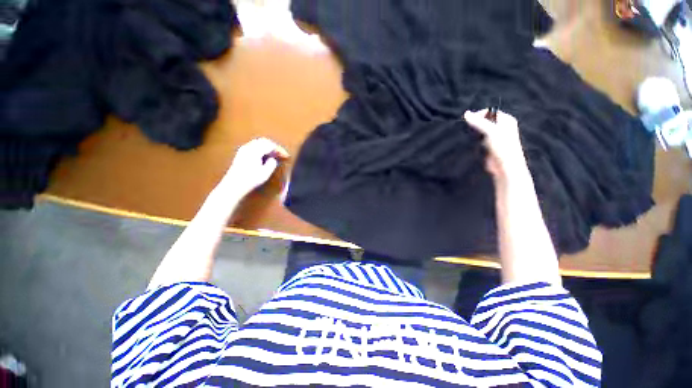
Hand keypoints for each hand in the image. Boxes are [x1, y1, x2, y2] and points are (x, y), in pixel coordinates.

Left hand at [221, 138, 288, 197]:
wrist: (233, 185)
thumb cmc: (250, 180)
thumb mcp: (265, 173)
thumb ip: (271, 164)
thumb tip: (273, 159)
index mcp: (254, 151)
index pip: (270, 145)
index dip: (279, 150)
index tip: (286, 156)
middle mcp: (248, 148)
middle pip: (263, 141)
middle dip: (274, 147)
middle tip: (281, 154)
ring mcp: (243, 150)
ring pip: (258, 143)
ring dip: (267, 148)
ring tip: (274, 155)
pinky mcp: (240, 154)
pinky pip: (253, 147)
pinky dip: (261, 149)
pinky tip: (264, 157)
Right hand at [464, 109, 527, 180]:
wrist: (504, 167)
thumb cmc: (502, 147)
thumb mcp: (490, 131)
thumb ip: (478, 122)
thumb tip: (466, 113)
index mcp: (506, 120)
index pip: (489, 112)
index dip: (479, 115)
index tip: (469, 121)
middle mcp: (501, 127)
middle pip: (484, 121)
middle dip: (475, 124)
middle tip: (469, 129)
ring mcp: (495, 137)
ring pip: (480, 131)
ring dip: (474, 133)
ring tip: (470, 137)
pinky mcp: (488, 146)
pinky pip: (479, 140)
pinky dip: (474, 141)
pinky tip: (471, 144)